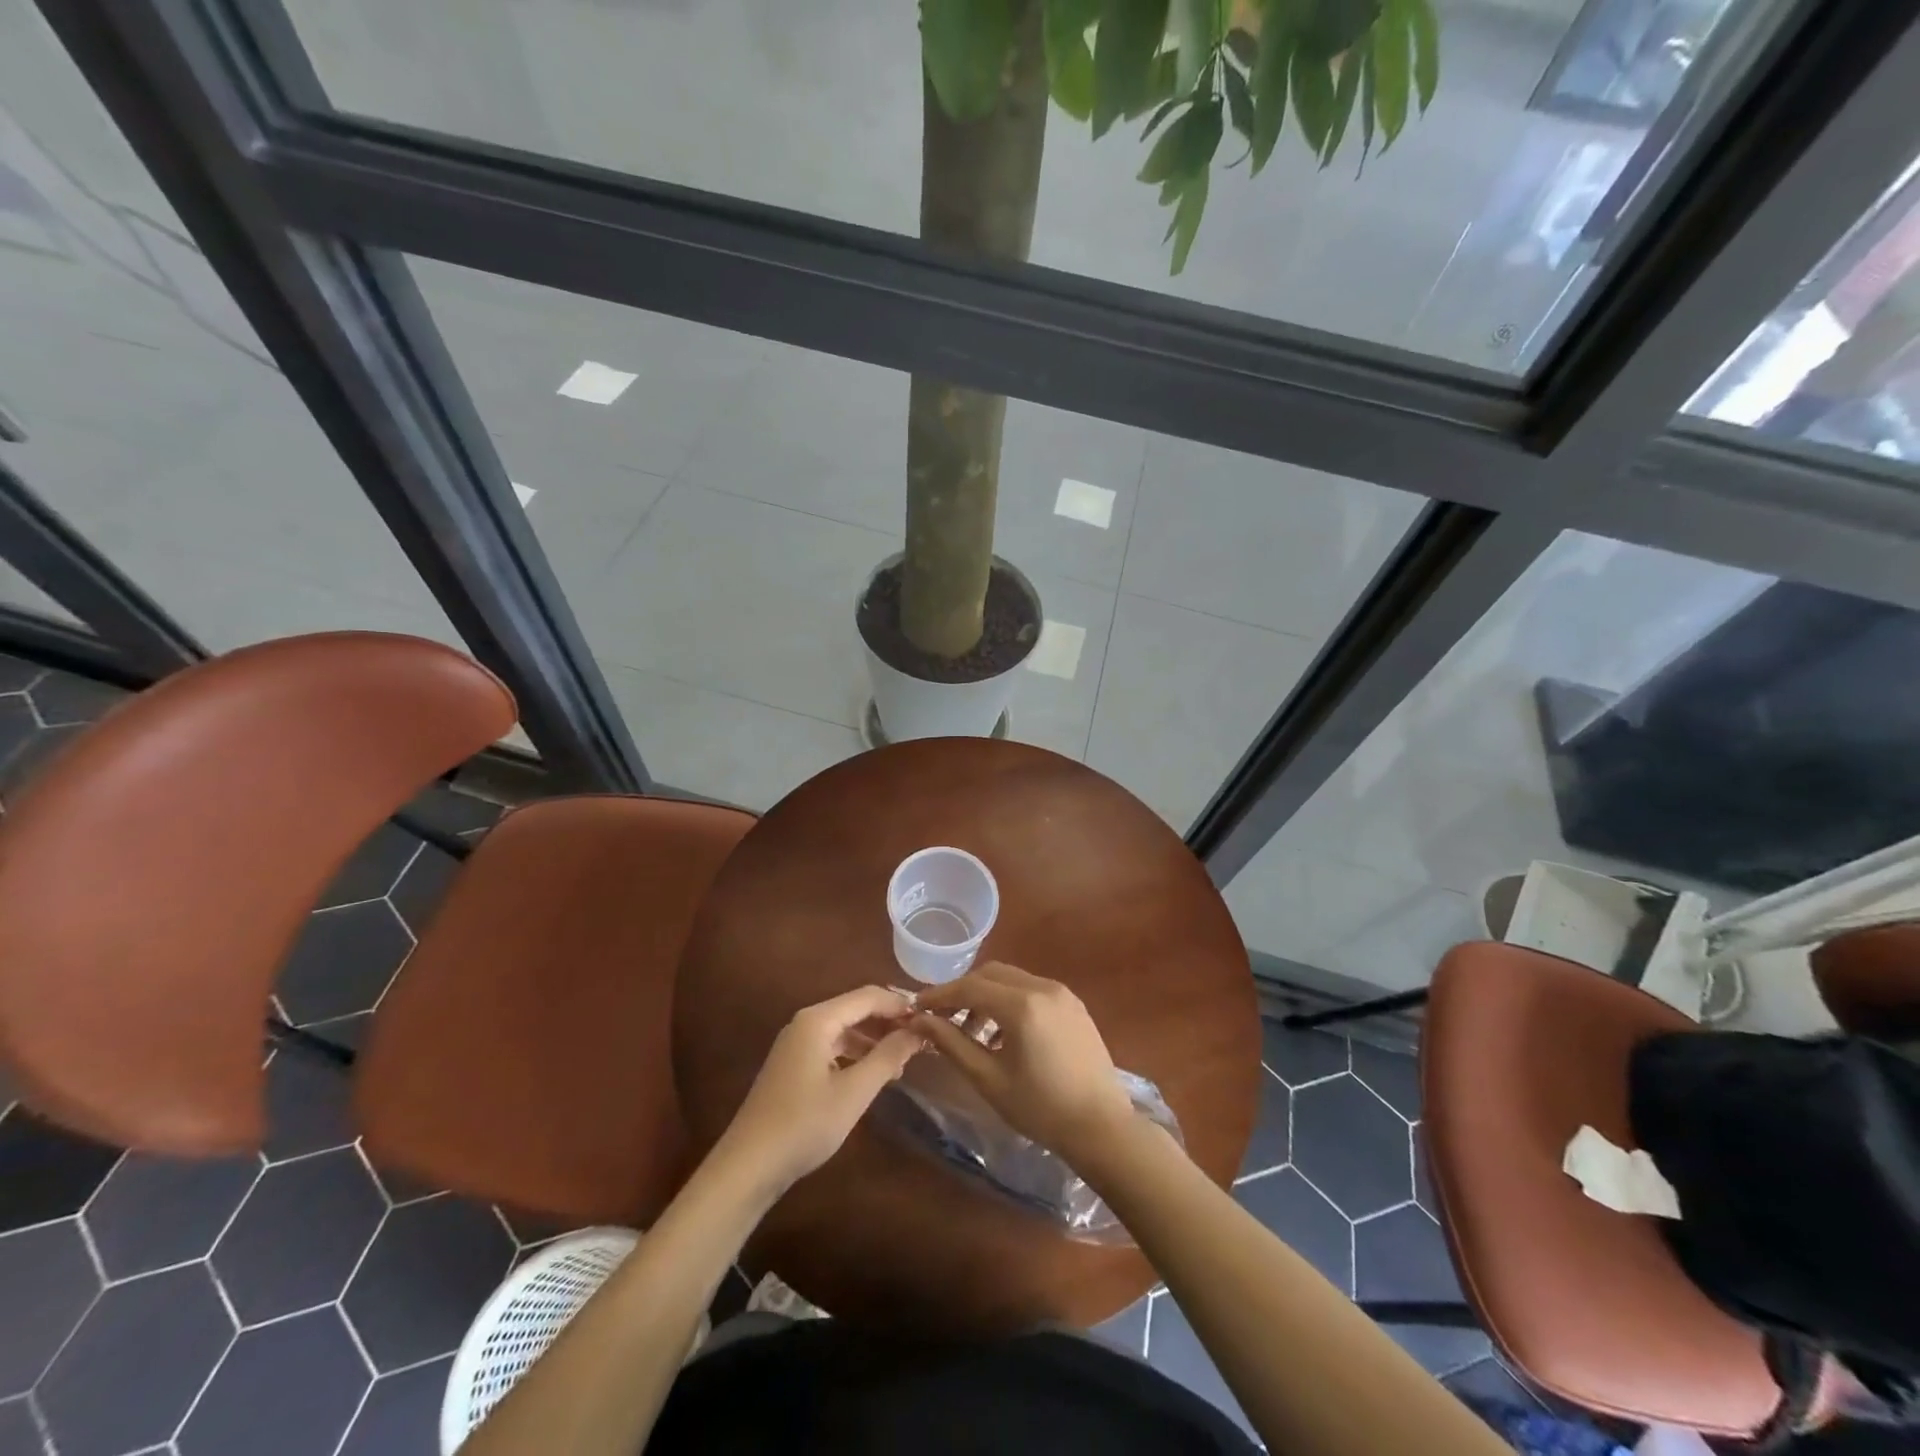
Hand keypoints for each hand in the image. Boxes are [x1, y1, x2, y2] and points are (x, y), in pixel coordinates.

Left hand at [714, 986, 924, 1199]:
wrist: (748, 1166)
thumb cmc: (804, 1124)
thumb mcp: (854, 1092)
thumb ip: (887, 1057)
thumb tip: (917, 1032)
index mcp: (818, 1020)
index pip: (868, 996)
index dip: (900, 1004)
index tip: (929, 1020)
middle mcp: (805, 1023)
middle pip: (856, 1009)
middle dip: (888, 1021)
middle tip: (921, 1040)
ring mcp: (796, 1044)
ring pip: (845, 1029)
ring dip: (874, 1039)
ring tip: (903, 1060)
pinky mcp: (793, 1065)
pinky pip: (832, 1046)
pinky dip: (856, 1053)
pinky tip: (873, 1074)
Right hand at [913, 962, 1135, 1165]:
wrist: (1102, 1127)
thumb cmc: (1040, 1108)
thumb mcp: (988, 1079)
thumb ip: (952, 1043)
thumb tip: (919, 1021)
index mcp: (1021, 1005)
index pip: (969, 987)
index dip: (940, 996)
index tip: (917, 1008)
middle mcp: (1042, 987)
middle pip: (990, 974)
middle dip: (962, 992)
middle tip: (942, 1018)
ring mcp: (1062, 993)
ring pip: (1011, 979)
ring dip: (986, 996)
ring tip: (972, 1032)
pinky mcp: (1073, 1004)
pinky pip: (1032, 989)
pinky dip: (1010, 1001)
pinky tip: (1003, 1033)